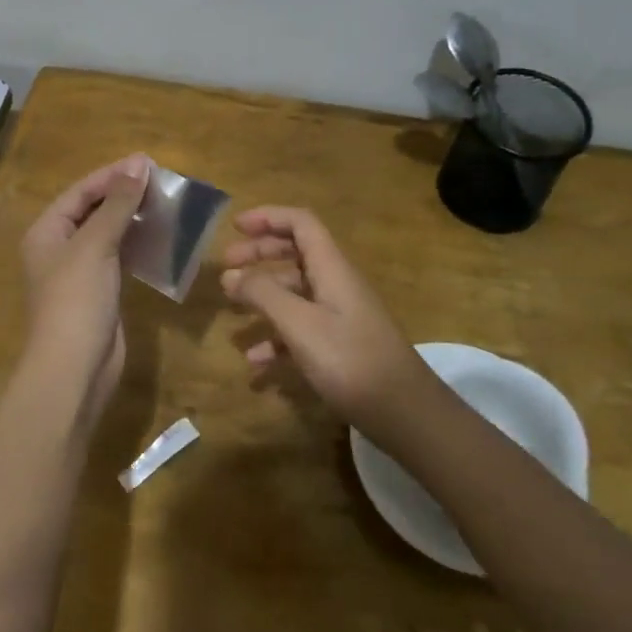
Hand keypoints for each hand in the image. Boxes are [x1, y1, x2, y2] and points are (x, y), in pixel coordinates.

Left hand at [19, 155, 149, 406]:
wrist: (74, 368)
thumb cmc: (76, 299)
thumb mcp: (96, 245)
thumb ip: (117, 204)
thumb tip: (138, 163)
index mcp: (47, 231)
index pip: (80, 192)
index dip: (112, 175)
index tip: (148, 163)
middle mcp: (59, 248)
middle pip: (93, 210)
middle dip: (124, 195)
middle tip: (162, 181)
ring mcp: (80, 272)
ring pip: (109, 234)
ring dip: (134, 219)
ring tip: (166, 203)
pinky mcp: (100, 292)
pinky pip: (120, 258)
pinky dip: (138, 245)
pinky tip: (162, 237)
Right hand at [220, 206, 443, 445]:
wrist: (405, 414)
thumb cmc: (350, 360)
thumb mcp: (300, 324)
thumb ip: (263, 295)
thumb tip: (229, 274)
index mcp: (332, 268)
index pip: (301, 223)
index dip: (268, 217)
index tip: (236, 226)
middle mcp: (336, 285)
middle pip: (295, 254)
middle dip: (259, 255)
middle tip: (226, 266)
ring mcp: (340, 316)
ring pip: (295, 293)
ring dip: (263, 297)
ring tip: (232, 312)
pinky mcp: (340, 346)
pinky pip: (301, 329)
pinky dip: (276, 338)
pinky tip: (256, 362)